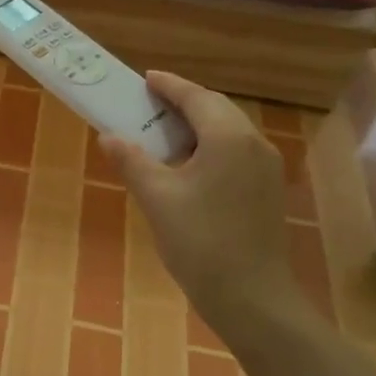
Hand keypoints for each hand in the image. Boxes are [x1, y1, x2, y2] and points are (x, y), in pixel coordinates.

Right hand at [100, 70, 302, 330]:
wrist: (251, 297)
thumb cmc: (200, 242)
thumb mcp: (157, 198)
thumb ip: (132, 161)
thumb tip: (108, 136)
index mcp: (228, 138)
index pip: (196, 97)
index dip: (169, 85)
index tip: (145, 78)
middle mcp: (254, 144)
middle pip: (216, 109)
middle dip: (183, 102)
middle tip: (149, 103)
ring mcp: (266, 168)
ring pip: (229, 131)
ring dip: (197, 125)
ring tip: (163, 131)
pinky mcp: (267, 190)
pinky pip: (236, 152)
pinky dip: (209, 146)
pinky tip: (187, 164)